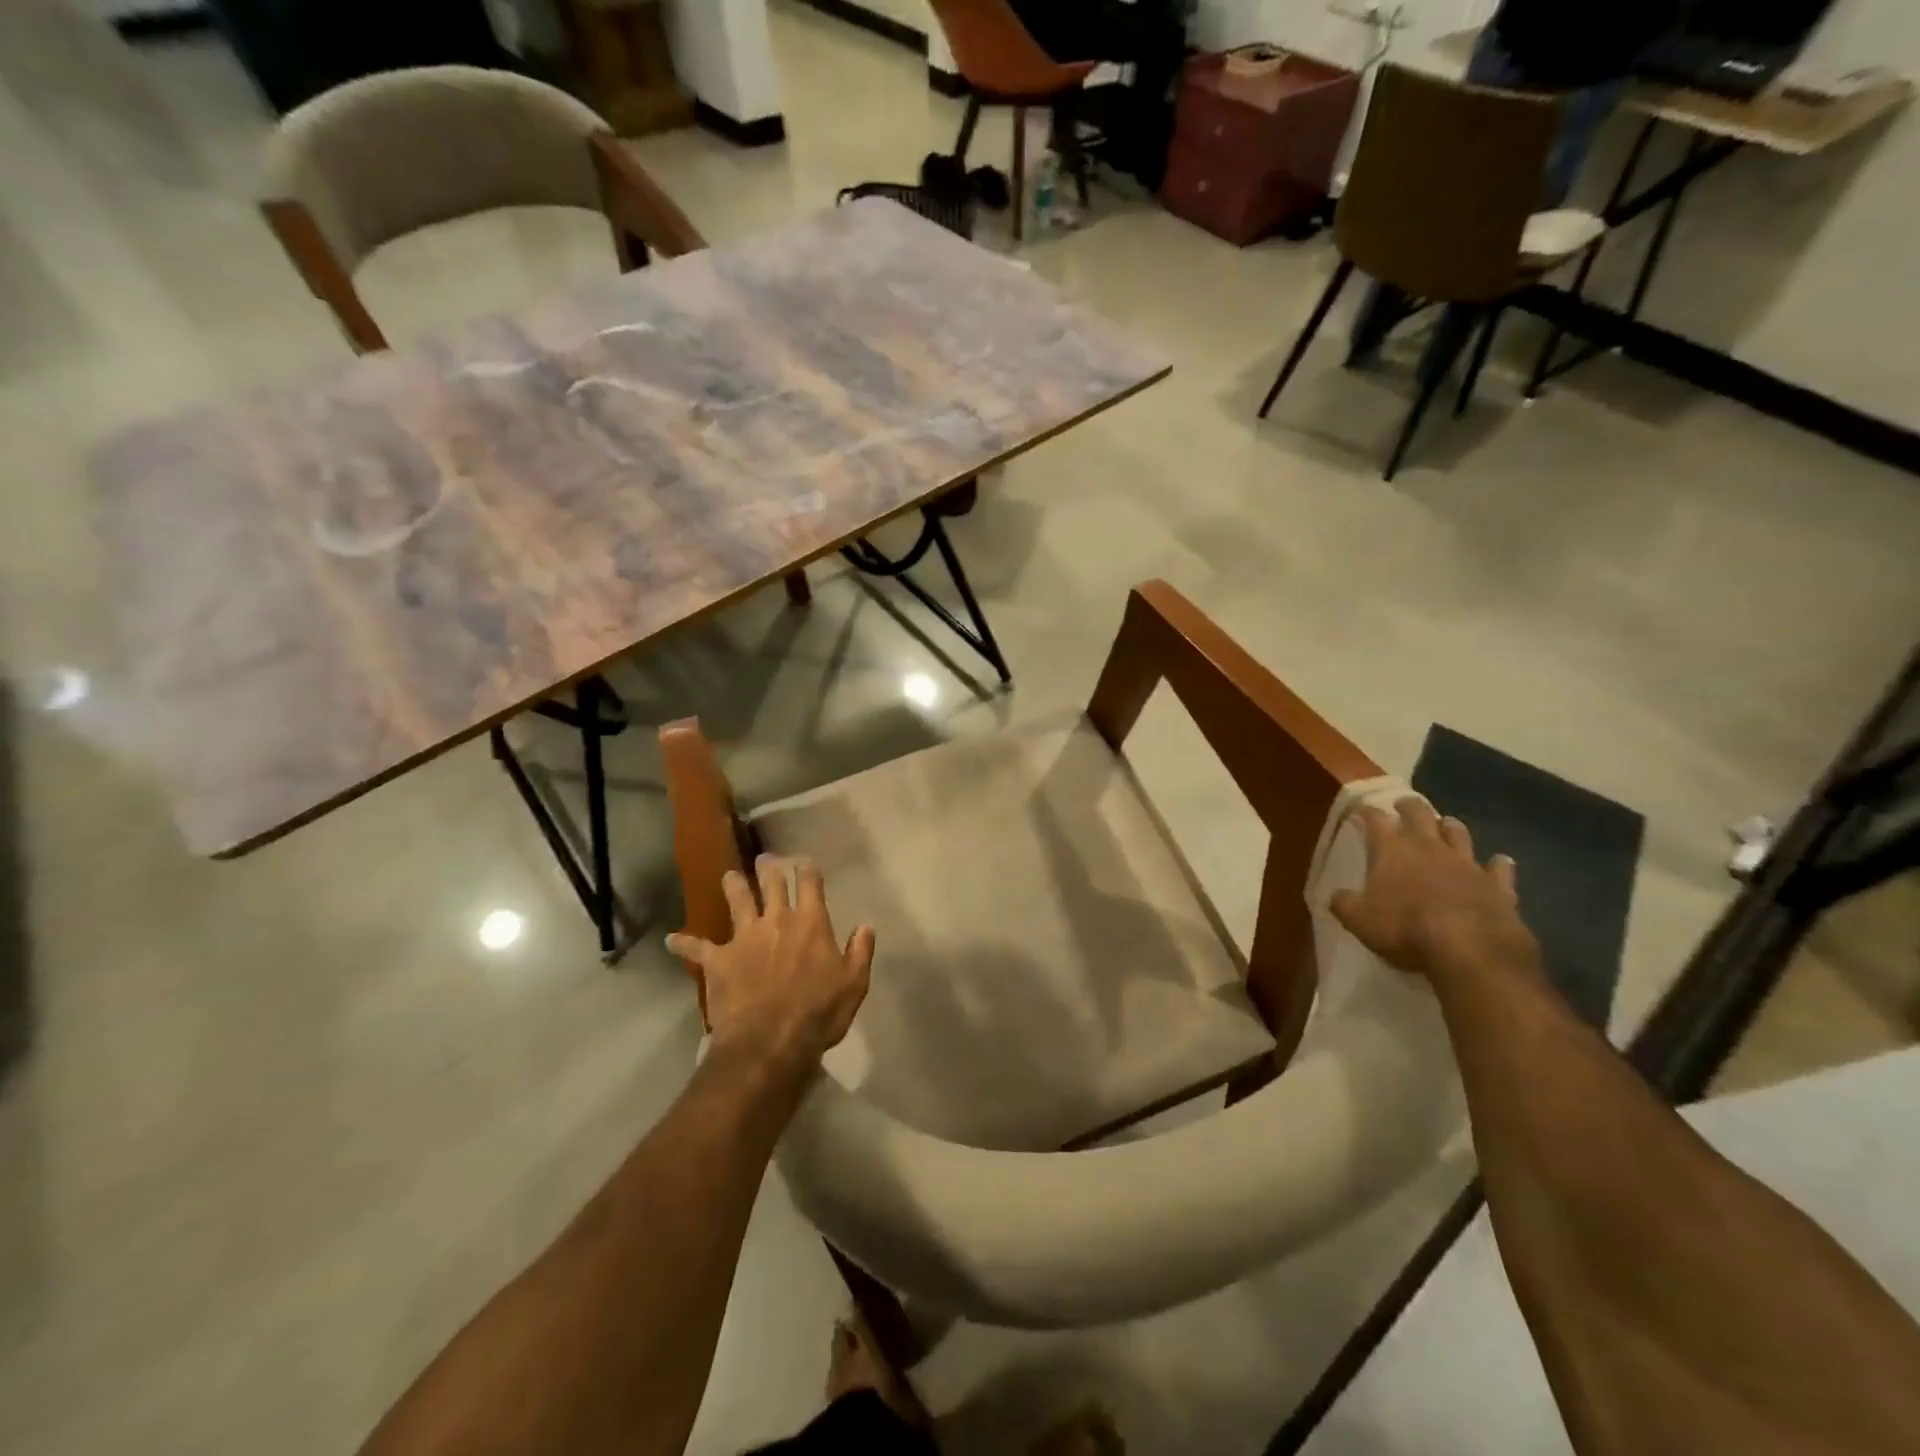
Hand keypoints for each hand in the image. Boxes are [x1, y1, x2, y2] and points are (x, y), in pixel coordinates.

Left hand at [667, 855, 874, 1080]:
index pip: (810, 884)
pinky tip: (670, 939)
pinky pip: (697, 948)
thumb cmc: (819, 1013)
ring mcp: (744, 938)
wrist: (770, 1041)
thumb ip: (860, 951)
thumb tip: (866, 926)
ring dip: (733, 886)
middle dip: (769, 868)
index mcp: (811, 923)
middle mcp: (776, 920)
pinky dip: (683, 943)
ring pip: (737, 902)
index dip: (807, 869)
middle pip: (772, 884)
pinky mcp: (718, 960)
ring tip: (728, 876)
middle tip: (765, 859)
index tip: (805, 862)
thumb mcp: (854, 984)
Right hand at [1329, 798, 1539, 984]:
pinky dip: (1497, 864)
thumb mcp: (1358, 919)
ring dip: (1449, 827)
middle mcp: (1429, 848)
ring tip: (1445, 824)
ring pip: (1458, 834)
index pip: (1376, 820)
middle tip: (1403, 805)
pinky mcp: (1497, 886)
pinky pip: (1499, 868)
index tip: (1361, 810)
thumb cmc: (1405, 929)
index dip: (1367, 812)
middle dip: (1409, 807)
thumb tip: (1336, 895)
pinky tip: (1498, 861)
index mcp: (1392, 850)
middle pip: (1420, 814)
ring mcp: (1467, 864)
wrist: (1470, 950)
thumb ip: (1344, 903)